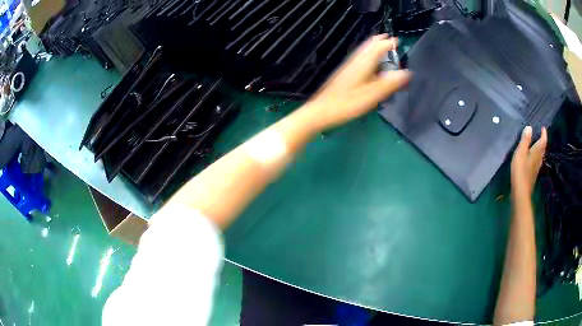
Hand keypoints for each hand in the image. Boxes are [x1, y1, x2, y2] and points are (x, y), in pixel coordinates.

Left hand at [300, 34, 410, 131]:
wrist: (322, 109)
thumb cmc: (348, 103)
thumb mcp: (372, 95)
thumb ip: (389, 83)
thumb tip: (406, 72)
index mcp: (363, 64)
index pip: (377, 48)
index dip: (388, 44)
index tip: (398, 41)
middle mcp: (355, 61)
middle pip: (368, 46)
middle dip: (379, 41)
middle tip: (389, 39)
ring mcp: (348, 66)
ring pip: (362, 51)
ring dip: (372, 46)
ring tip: (380, 44)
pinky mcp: (344, 73)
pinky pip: (358, 58)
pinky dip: (366, 54)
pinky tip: (366, 61)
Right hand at [511, 126, 547, 195]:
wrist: (521, 191)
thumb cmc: (520, 170)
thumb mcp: (521, 152)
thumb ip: (525, 140)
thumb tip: (529, 127)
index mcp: (537, 152)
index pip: (543, 141)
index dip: (544, 134)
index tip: (543, 128)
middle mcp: (539, 159)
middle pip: (542, 148)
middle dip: (542, 141)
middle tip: (541, 135)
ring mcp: (536, 168)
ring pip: (540, 156)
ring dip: (540, 149)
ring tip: (537, 144)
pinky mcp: (533, 174)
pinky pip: (537, 162)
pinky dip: (536, 156)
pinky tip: (533, 158)